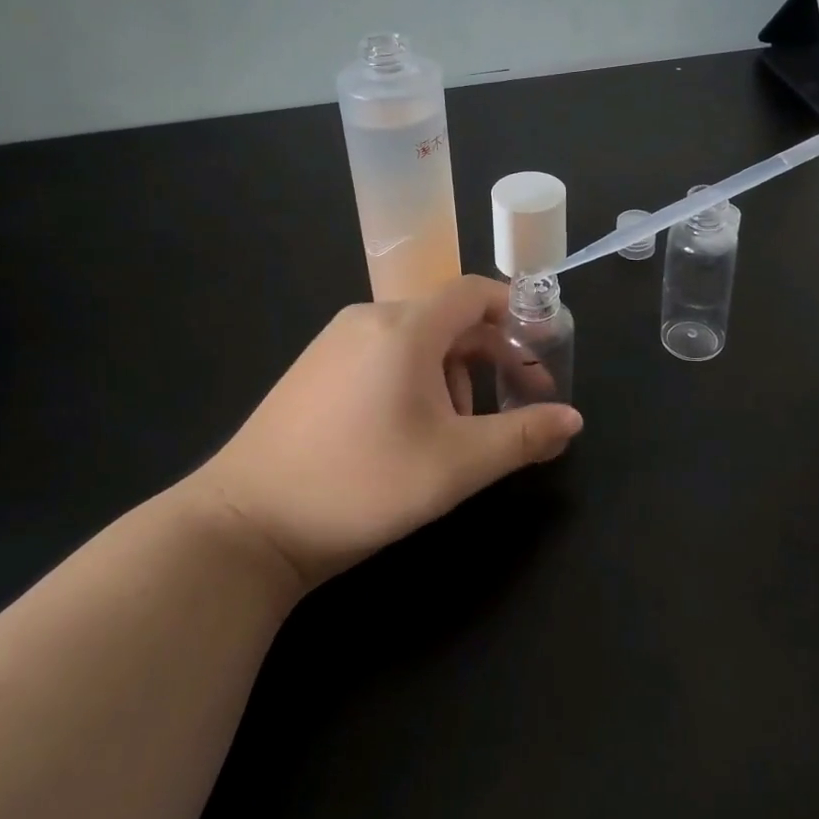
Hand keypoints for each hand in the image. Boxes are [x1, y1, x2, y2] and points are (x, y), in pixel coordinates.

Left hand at [183, 276, 581, 588]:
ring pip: (416, 340)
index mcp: (405, 326)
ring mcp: (335, 341)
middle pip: (448, 318)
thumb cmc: (361, 484)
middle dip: (488, 356)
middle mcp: (369, 318)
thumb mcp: (456, 465)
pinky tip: (407, 430)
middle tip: (511, 404)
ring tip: (455, 432)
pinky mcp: (314, 368)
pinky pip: (382, 354)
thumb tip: (573, 420)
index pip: (474, 292)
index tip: (542, 351)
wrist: (245, 527)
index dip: (515, 313)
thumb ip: (522, 437)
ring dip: (451, 374)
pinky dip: (414, 378)